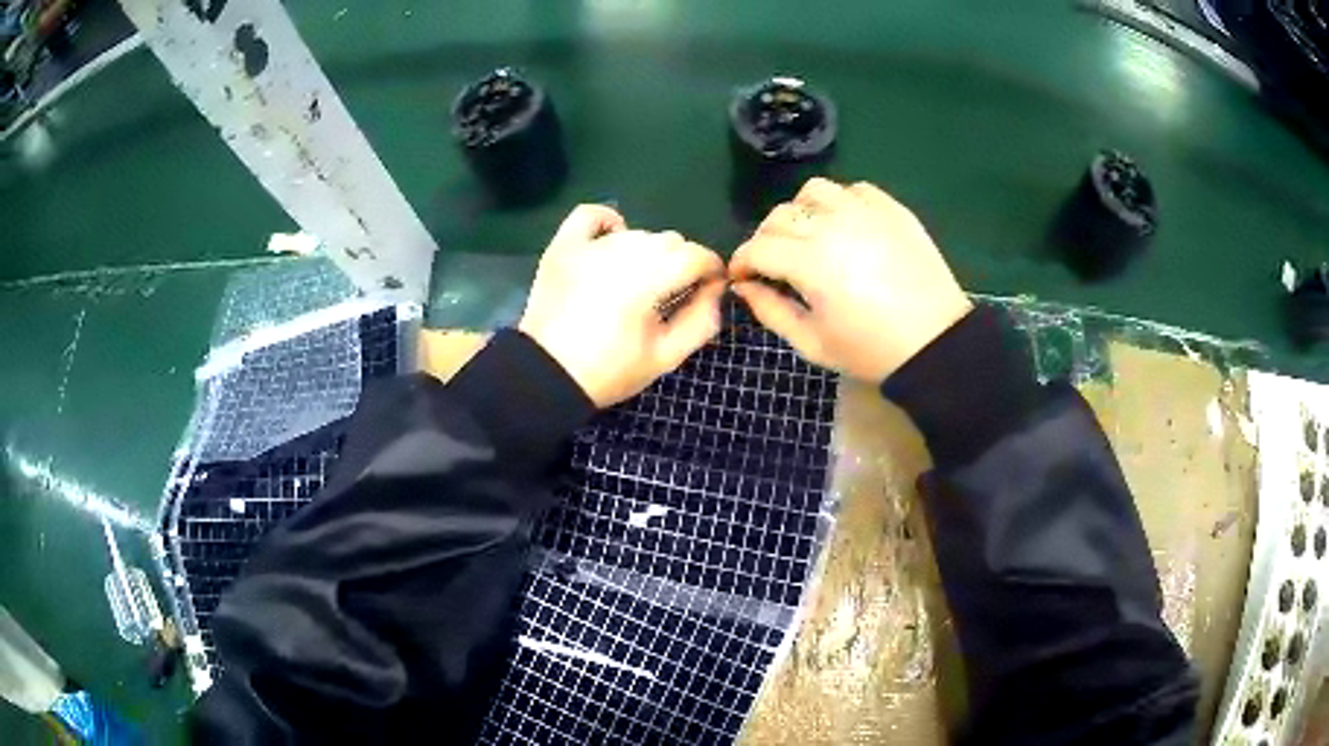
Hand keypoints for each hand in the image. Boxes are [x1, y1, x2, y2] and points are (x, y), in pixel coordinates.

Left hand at [519, 205, 725, 406]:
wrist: (545, 375)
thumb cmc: (609, 370)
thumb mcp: (666, 357)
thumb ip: (701, 320)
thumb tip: (716, 290)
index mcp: (651, 278)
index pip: (697, 255)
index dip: (712, 271)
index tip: (708, 291)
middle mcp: (623, 251)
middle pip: (670, 241)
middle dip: (680, 264)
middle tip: (670, 296)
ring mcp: (590, 245)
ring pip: (638, 233)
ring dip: (647, 253)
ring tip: (637, 283)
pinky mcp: (564, 246)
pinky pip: (591, 216)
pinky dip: (608, 223)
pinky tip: (612, 241)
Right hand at [730, 178, 971, 382]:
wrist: (935, 343)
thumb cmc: (871, 350)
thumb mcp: (812, 343)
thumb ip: (770, 311)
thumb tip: (744, 287)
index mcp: (810, 262)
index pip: (757, 247)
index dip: (741, 261)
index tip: (743, 277)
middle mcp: (833, 225)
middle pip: (780, 216)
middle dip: (766, 239)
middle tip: (774, 263)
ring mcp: (865, 212)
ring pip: (814, 191)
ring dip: (801, 211)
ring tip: (810, 236)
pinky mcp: (891, 209)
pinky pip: (854, 190)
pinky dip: (840, 203)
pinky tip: (846, 227)